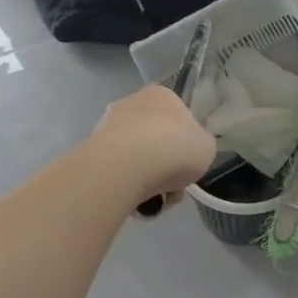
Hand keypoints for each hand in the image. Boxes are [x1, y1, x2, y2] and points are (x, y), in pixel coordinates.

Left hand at [91, 84, 217, 211]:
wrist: (125, 167)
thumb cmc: (174, 149)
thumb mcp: (206, 148)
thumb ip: (200, 146)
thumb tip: (189, 151)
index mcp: (163, 95)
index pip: (179, 119)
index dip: (186, 145)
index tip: (188, 166)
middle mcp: (132, 103)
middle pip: (156, 139)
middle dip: (164, 165)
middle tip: (172, 187)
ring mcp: (108, 125)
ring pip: (136, 157)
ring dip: (146, 179)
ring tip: (154, 201)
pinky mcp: (91, 149)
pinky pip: (117, 171)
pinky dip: (126, 186)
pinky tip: (134, 201)